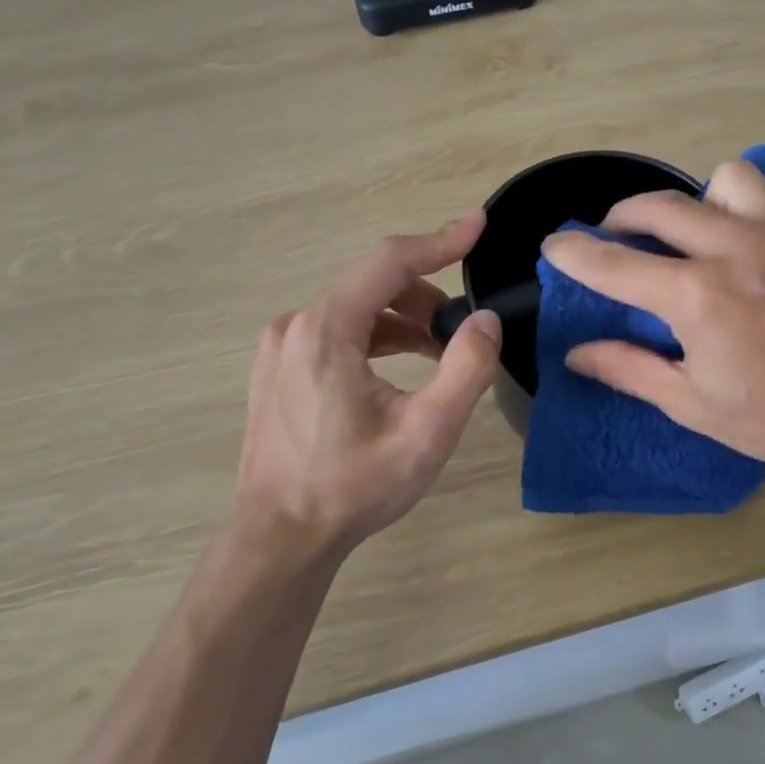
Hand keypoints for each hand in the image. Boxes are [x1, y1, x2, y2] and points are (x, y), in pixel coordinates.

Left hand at [234, 213, 501, 560]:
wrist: (279, 538)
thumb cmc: (352, 487)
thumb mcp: (426, 432)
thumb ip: (466, 369)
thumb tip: (486, 321)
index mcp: (327, 329)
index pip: (390, 262)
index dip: (440, 240)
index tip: (478, 226)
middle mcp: (296, 325)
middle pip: (374, 286)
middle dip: (427, 298)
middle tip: (464, 333)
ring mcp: (281, 347)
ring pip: (356, 310)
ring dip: (403, 322)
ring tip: (440, 356)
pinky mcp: (278, 369)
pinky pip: (336, 333)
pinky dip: (376, 339)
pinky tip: (398, 373)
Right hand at [541, 161, 764, 499]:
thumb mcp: (693, 404)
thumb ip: (629, 368)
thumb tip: (577, 353)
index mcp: (699, 298)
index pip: (615, 263)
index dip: (574, 253)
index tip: (553, 246)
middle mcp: (736, 248)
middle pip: (657, 207)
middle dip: (620, 219)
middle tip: (613, 241)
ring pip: (718, 181)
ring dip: (692, 204)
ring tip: (691, 239)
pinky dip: (740, 207)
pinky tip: (742, 244)